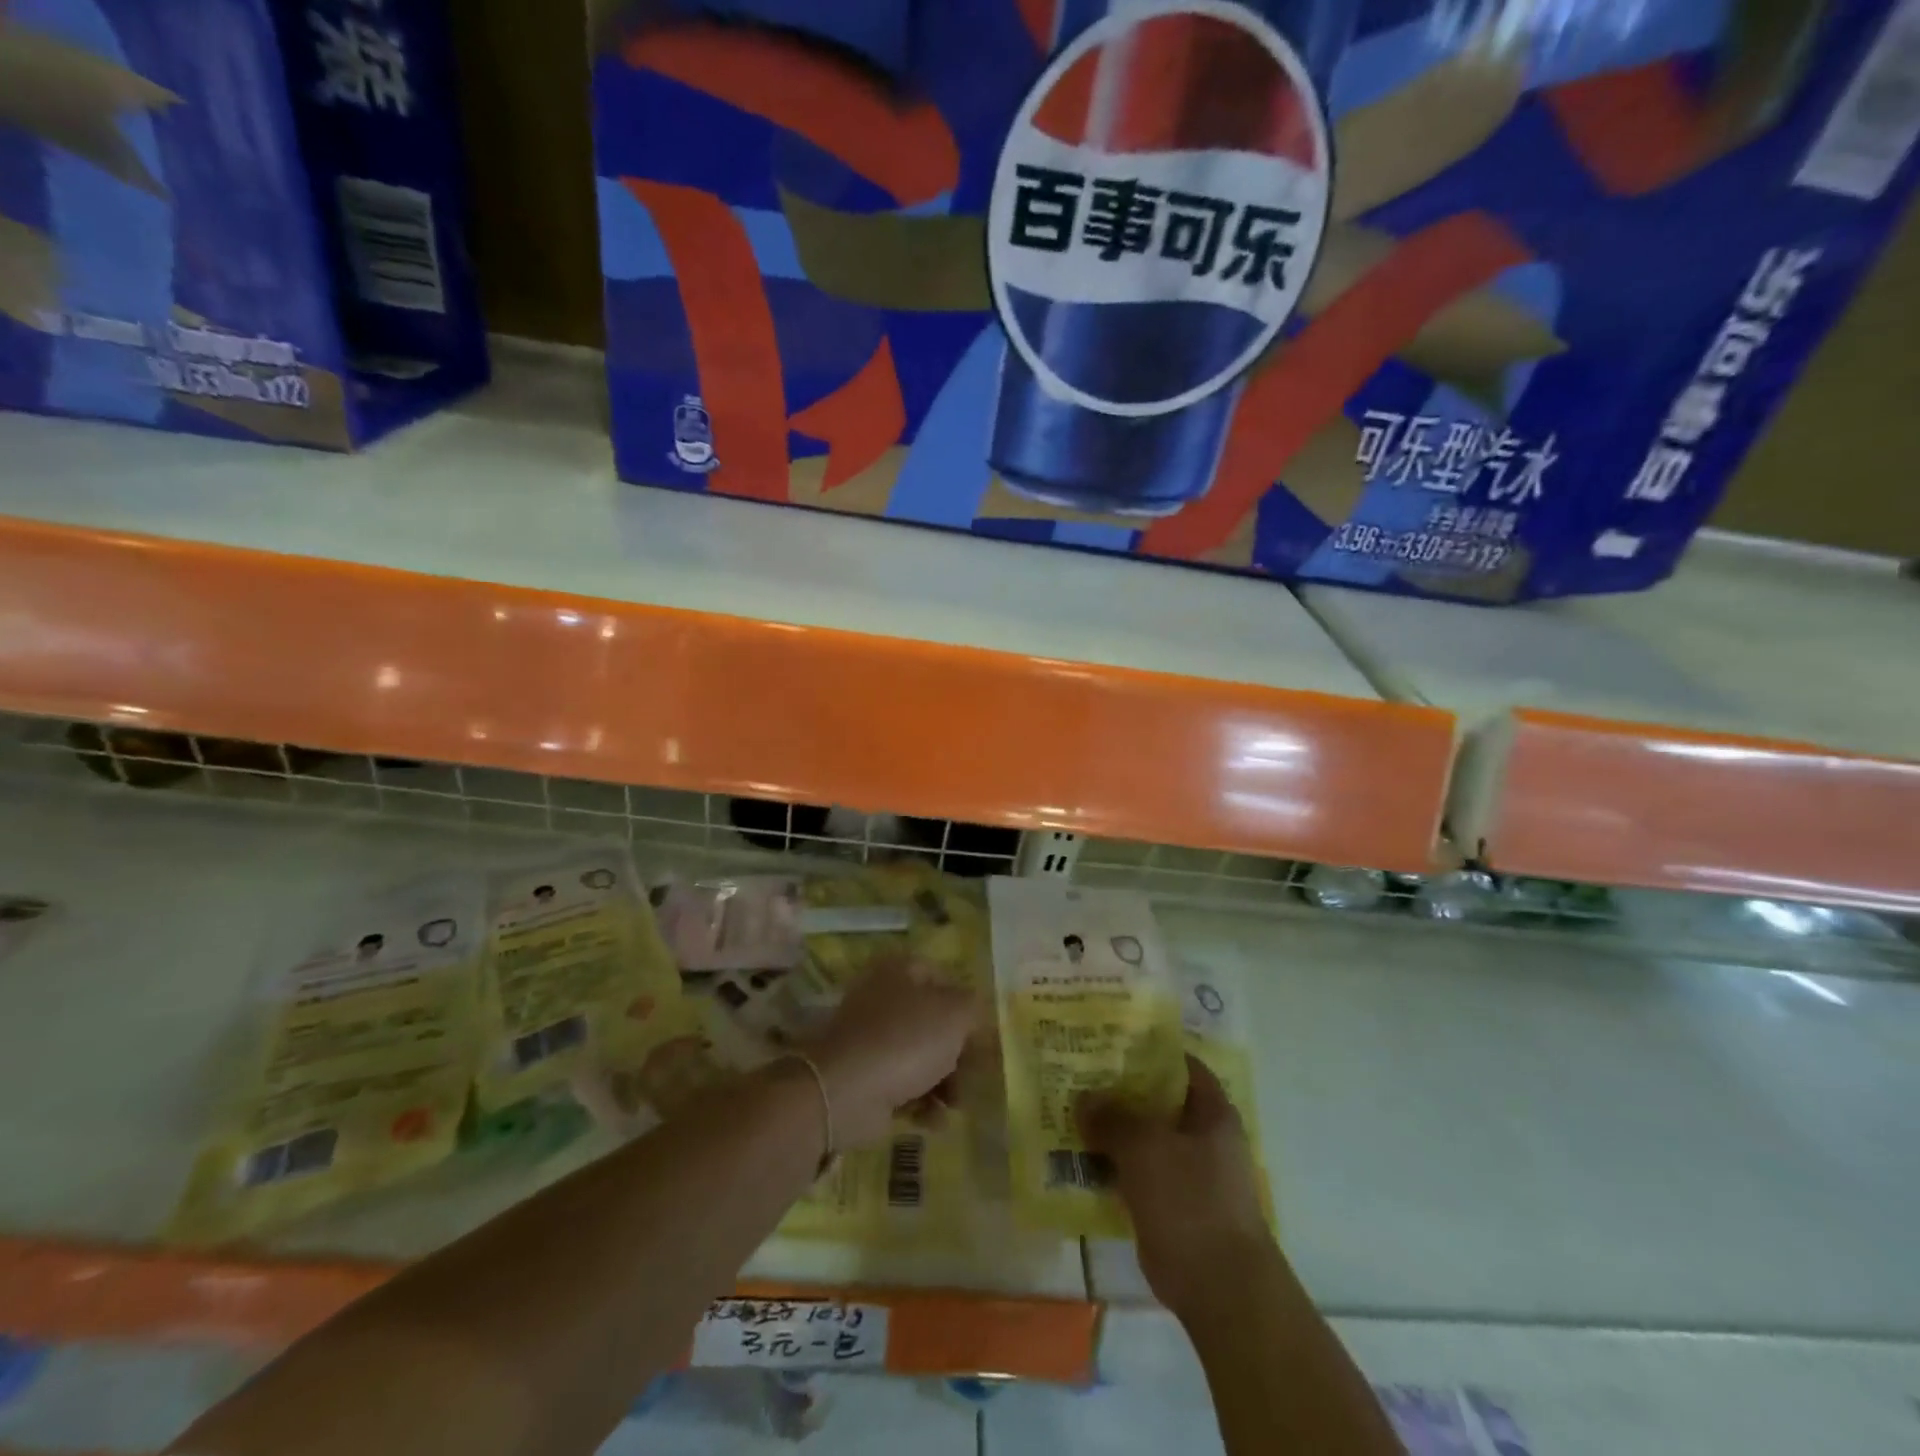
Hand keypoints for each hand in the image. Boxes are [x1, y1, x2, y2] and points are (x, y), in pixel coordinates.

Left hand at [808, 958, 977, 1148]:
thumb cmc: (906, 1040)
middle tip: (975, 1075)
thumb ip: (973, 1007)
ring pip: (920, 1055)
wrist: (846, 1091)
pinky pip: (902, 1084)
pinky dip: (922, 1101)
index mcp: (900, 971)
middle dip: (958, 1052)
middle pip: (933, 1021)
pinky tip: (934, 1120)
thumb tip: (973, 1011)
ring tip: (956, 1105)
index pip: (943, 977)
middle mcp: (883, 998)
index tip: (983, 1032)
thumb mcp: (954, 1014)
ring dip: (945, 1082)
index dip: (965, 1004)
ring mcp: (871, 1038)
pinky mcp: (865, 1075)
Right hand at [1079, 1055, 1277, 1314]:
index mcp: (1211, 1111)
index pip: (1179, 1063)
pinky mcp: (1172, 1206)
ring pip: (1144, 1138)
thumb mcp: (1145, 1147)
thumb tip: (1084, 1099)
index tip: (1109, 1041)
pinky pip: (1137, 1173)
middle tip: (1078, 1076)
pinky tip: (1079, 1159)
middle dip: (1120, 1090)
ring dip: (1112, 1130)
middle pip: (1157, 1100)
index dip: (1147, 1049)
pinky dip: (1113, 1166)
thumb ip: (1112, 1117)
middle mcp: (1203, 1137)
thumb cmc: (1191, 1202)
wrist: (1221, 1289)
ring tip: (1070, 1113)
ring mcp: (1189, 1173)